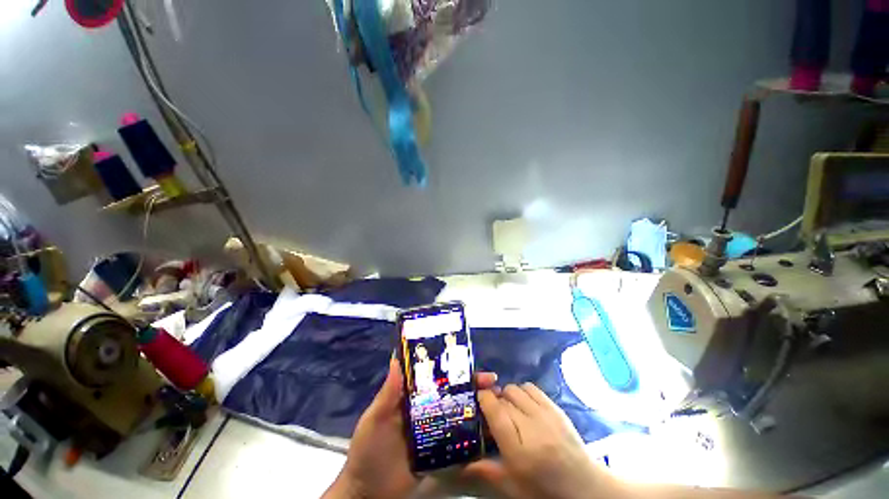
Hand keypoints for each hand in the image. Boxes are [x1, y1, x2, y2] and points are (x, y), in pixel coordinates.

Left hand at [323, 357, 496, 498]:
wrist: (368, 494)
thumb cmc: (368, 451)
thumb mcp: (374, 419)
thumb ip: (387, 393)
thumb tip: (396, 360)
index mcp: (411, 397)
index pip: (435, 377)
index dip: (452, 368)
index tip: (470, 363)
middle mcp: (426, 410)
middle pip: (452, 393)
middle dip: (472, 386)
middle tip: (492, 383)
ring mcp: (434, 431)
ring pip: (458, 413)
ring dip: (476, 406)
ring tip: (497, 401)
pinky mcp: (440, 452)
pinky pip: (459, 439)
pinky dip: (473, 433)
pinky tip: (489, 429)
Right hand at [464, 383, 618, 498]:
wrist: (584, 486)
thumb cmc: (544, 489)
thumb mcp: (512, 486)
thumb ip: (486, 470)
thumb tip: (460, 463)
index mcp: (519, 450)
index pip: (495, 411)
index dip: (484, 399)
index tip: (478, 397)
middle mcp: (531, 426)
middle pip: (504, 397)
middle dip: (495, 400)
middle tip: (495, 412)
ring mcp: (546, 414)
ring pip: (516, 389)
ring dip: (508, 395)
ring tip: (510, 409)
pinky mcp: (555, 407)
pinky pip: (531, 387)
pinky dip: (522, 391)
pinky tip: (524, 404)